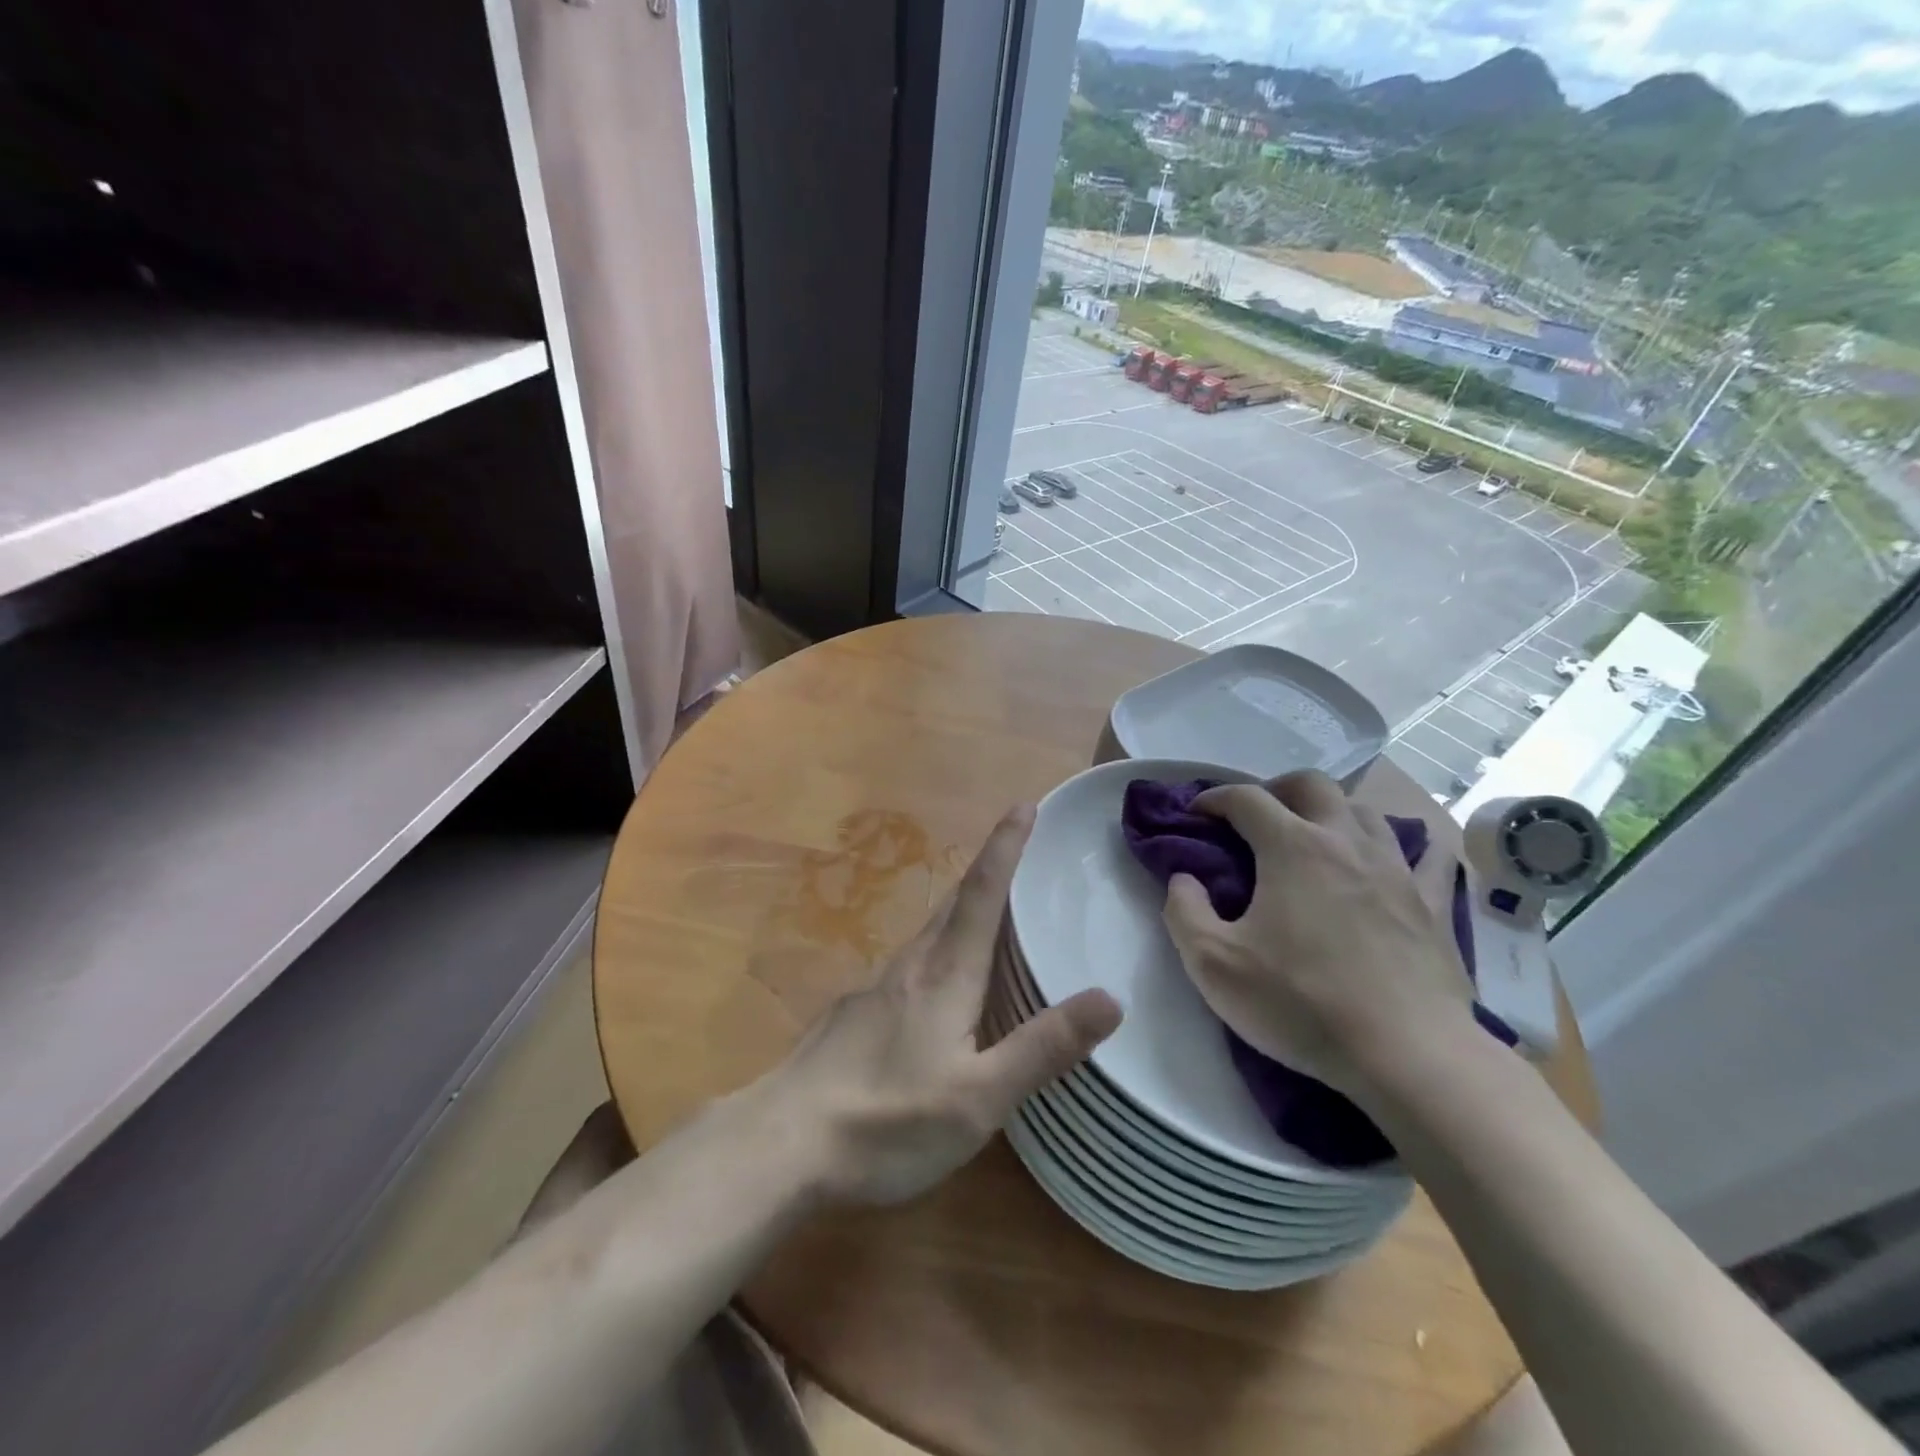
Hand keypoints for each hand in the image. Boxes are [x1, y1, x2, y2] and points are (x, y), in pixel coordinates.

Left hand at [766, 805, 1122, 1206]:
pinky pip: (909, 963)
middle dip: (988, 869)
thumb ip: (1043, 1047)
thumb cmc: (888, 1119)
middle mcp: (911, 966)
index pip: (983, 892)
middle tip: (1019, 850)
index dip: (1006, 846)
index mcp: (946, 974)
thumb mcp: (980, 1097)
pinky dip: (938, 948)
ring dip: (962, 908)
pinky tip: (937, 982)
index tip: (1024, 804)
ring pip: (929, 932)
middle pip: (954, 902)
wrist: (782, 1143)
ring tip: (989, 910)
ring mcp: (876, 988)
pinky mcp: (854, 1013)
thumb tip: (1111, 996)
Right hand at [1160, 770, 1471, 1099]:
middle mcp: (1346, 842)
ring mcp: (1398, 869)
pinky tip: (1398, 859)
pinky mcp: (1435, 904)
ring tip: (1314, 839)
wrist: (1406, 1056)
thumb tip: (1183, 879)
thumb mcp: (1213, 964)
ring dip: (1332, 812)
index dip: (1214, 798)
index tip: (1196, 814)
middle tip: (1255, 819)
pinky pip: (1428, 855)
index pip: (1245, 798)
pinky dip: (1407, 846)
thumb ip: (1183, 911)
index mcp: (1292, 848)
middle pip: (1311, 785)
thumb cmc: (1301, 1004)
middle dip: (1276, 789)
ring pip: (1365, 811)